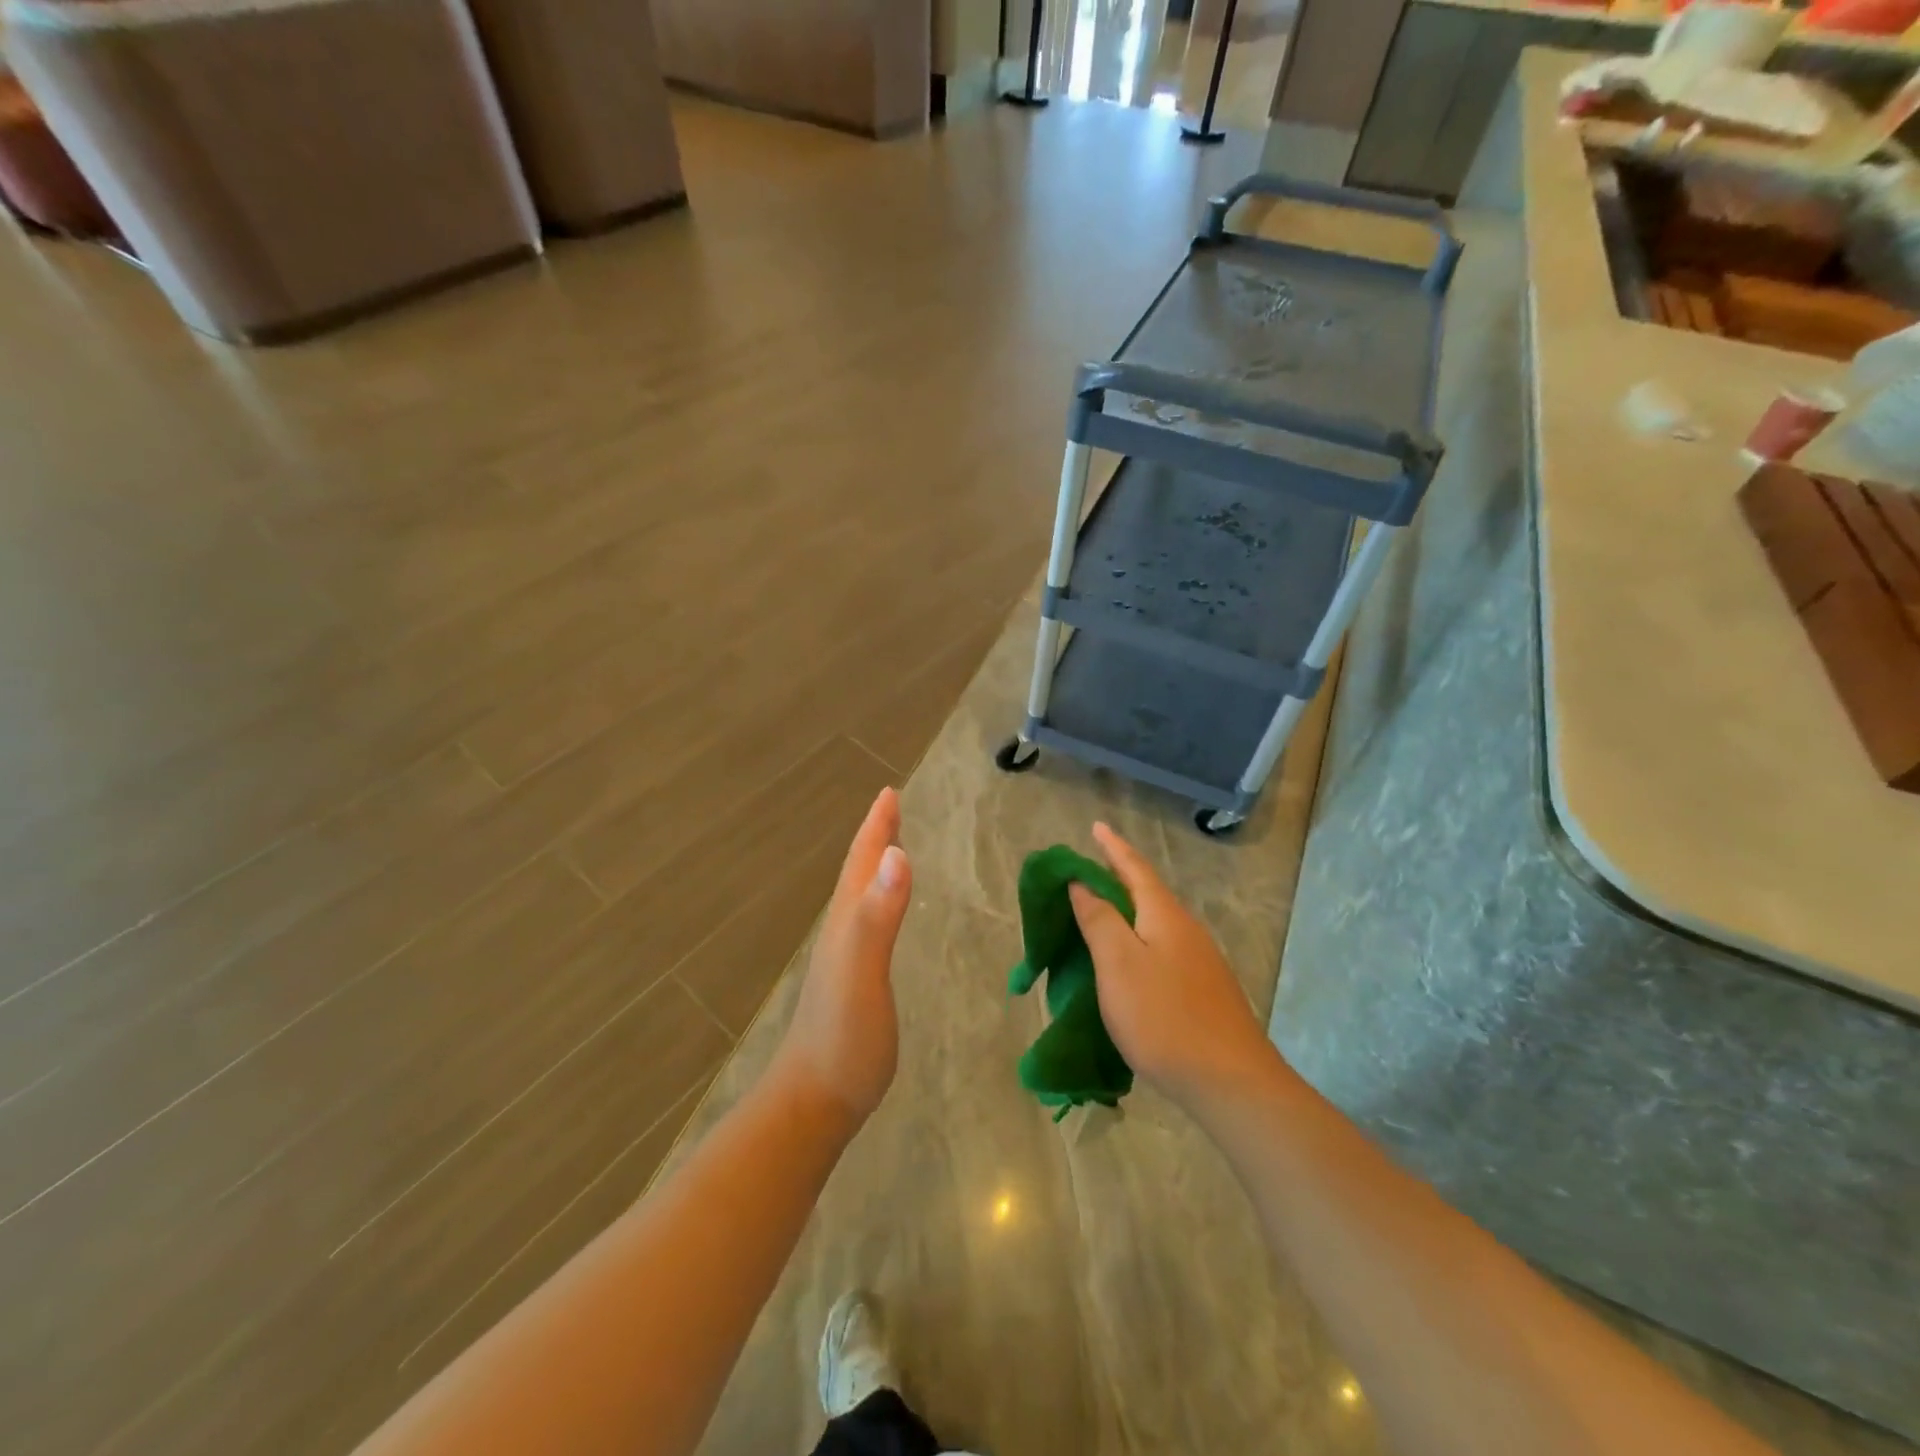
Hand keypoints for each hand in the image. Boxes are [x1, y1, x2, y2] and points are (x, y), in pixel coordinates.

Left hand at [770, 787, 912, 1134]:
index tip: (889, 792)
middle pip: (858, 874)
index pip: (863, 863)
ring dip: (874, 868)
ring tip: (890, 850)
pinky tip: (882, 917)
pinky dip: (878, 904)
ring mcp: (844, 960)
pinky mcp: (853, 985)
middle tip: (891, 809)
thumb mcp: (863, 971)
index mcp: (846, 922)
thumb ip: (878, 915)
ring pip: (859, 899)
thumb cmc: (843, 1037)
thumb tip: (898, 854)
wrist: (813, 1102)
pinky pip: (867, 926)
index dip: (877, 827)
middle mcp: (842, 933)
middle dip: (875, 839)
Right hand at [1069, 822, 1278, 1109]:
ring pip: (1155, 923)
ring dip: (1127, 911)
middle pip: (1147, 893)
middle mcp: (1186, 930)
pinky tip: (1129, 961)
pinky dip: (1137, 940)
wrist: (1230, 1082)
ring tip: (1100, 913)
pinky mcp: (1203, 990)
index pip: (1134, 869)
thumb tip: (1081, 884)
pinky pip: (1162, 948)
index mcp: (1164, 916)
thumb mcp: (1118, 964)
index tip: (1096, 827)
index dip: (1113, 847)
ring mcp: (1199, 962)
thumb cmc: (1164, 1017)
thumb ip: (1099, 920)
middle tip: (1087, 871)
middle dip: (1118, 878)